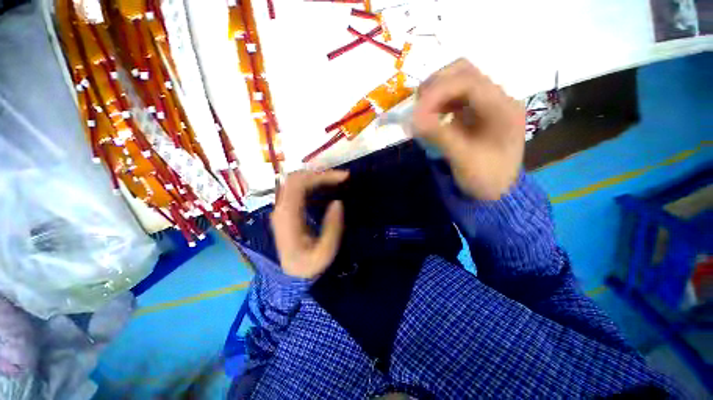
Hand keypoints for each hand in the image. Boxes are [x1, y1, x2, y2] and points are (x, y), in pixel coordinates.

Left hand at [271, 170, 348, 278]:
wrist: (290, 273)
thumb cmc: (308, 264)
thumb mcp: (325, 253)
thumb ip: (332, 228)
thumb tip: (337, 203)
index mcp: (288, 217)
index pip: (299, 184)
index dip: (321, 176)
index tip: (343, 177)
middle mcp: (281, 208)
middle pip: (297, 178)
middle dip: (321, 173)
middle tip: (342, 177)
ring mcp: (281, 207)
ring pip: (296, 181)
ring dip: (317, 176)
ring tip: (337, 179)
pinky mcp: (286, 209)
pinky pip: (298, 188)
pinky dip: (313, 183)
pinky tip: (326, 186)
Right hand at [412, 59, 524, 200]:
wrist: (499, 191)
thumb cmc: (486, 178)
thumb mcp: (463, 159)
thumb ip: (439, 135)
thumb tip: (411, 118)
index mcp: (503, 108)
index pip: (468, 81)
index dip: (437, 91)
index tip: (415, 112)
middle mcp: (498, 98)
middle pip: (464, 72)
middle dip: (435, 86)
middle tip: (416, 107)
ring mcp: (487, 103)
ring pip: (458, 81)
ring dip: (435, 93)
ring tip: (420, 113)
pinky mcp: (476, 112)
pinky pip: (454, 97)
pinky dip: (438, 103)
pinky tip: (430, 117)